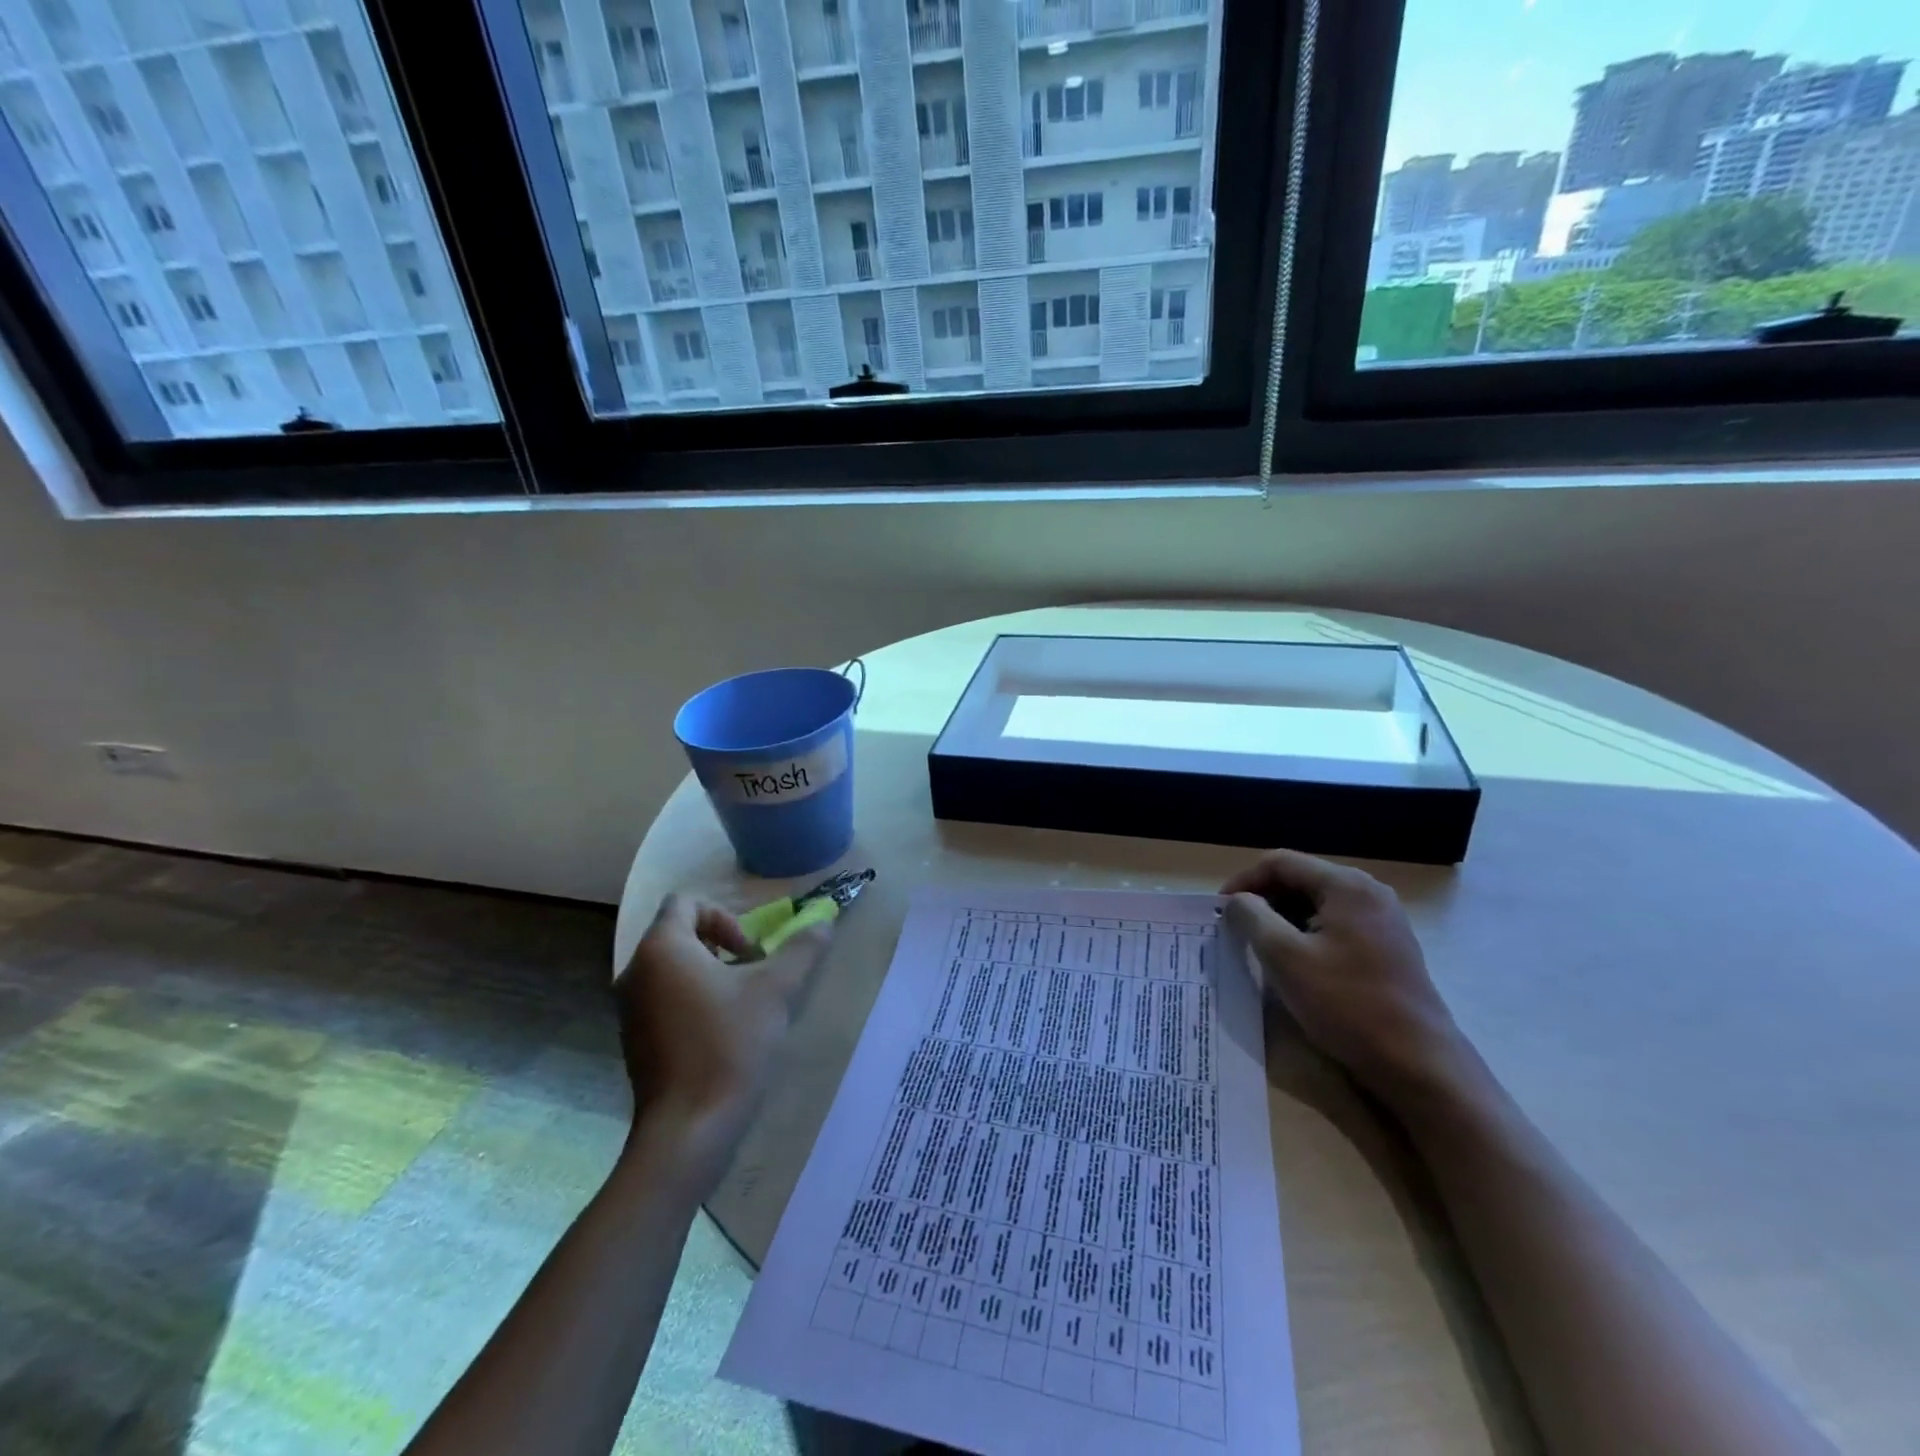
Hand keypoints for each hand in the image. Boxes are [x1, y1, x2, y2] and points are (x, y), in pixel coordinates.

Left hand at [614, 894, 830, 1172]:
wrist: (689, 1129)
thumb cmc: (729, 1044)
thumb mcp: (776, 989)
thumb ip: (801, 949)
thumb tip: (823, 923)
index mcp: (662, 948)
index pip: (686, 903)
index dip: (724, 916)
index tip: (750, 952)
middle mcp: (636, 971)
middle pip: (679, 934)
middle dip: (721, 946)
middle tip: (753, 975)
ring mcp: (629, 1009)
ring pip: (672, 969)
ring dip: (709, 974)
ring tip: (742, 1005)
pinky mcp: (634, 1040)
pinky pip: (664, 1000)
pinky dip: (693, 1001)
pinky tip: (722, 1033)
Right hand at [1222, 849, 1465, 1103]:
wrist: (1418, 1063)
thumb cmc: (1346, 1004)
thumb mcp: (1284, 957)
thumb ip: (1253, 917)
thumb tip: (1238, 901)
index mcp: (1346, 885)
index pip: (1280, 863)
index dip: (1243, 881)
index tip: (1220, 910)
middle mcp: (1369, 892)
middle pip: (1301, 879)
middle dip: (1263, 899)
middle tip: (1236, 928)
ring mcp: (1383, 919)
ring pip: (1317, 903)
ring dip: (1283, 918)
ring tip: (1260, 946)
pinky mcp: (1389, 946)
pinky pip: (1336, 924)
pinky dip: (1308, 933)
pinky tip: (1296, 961)